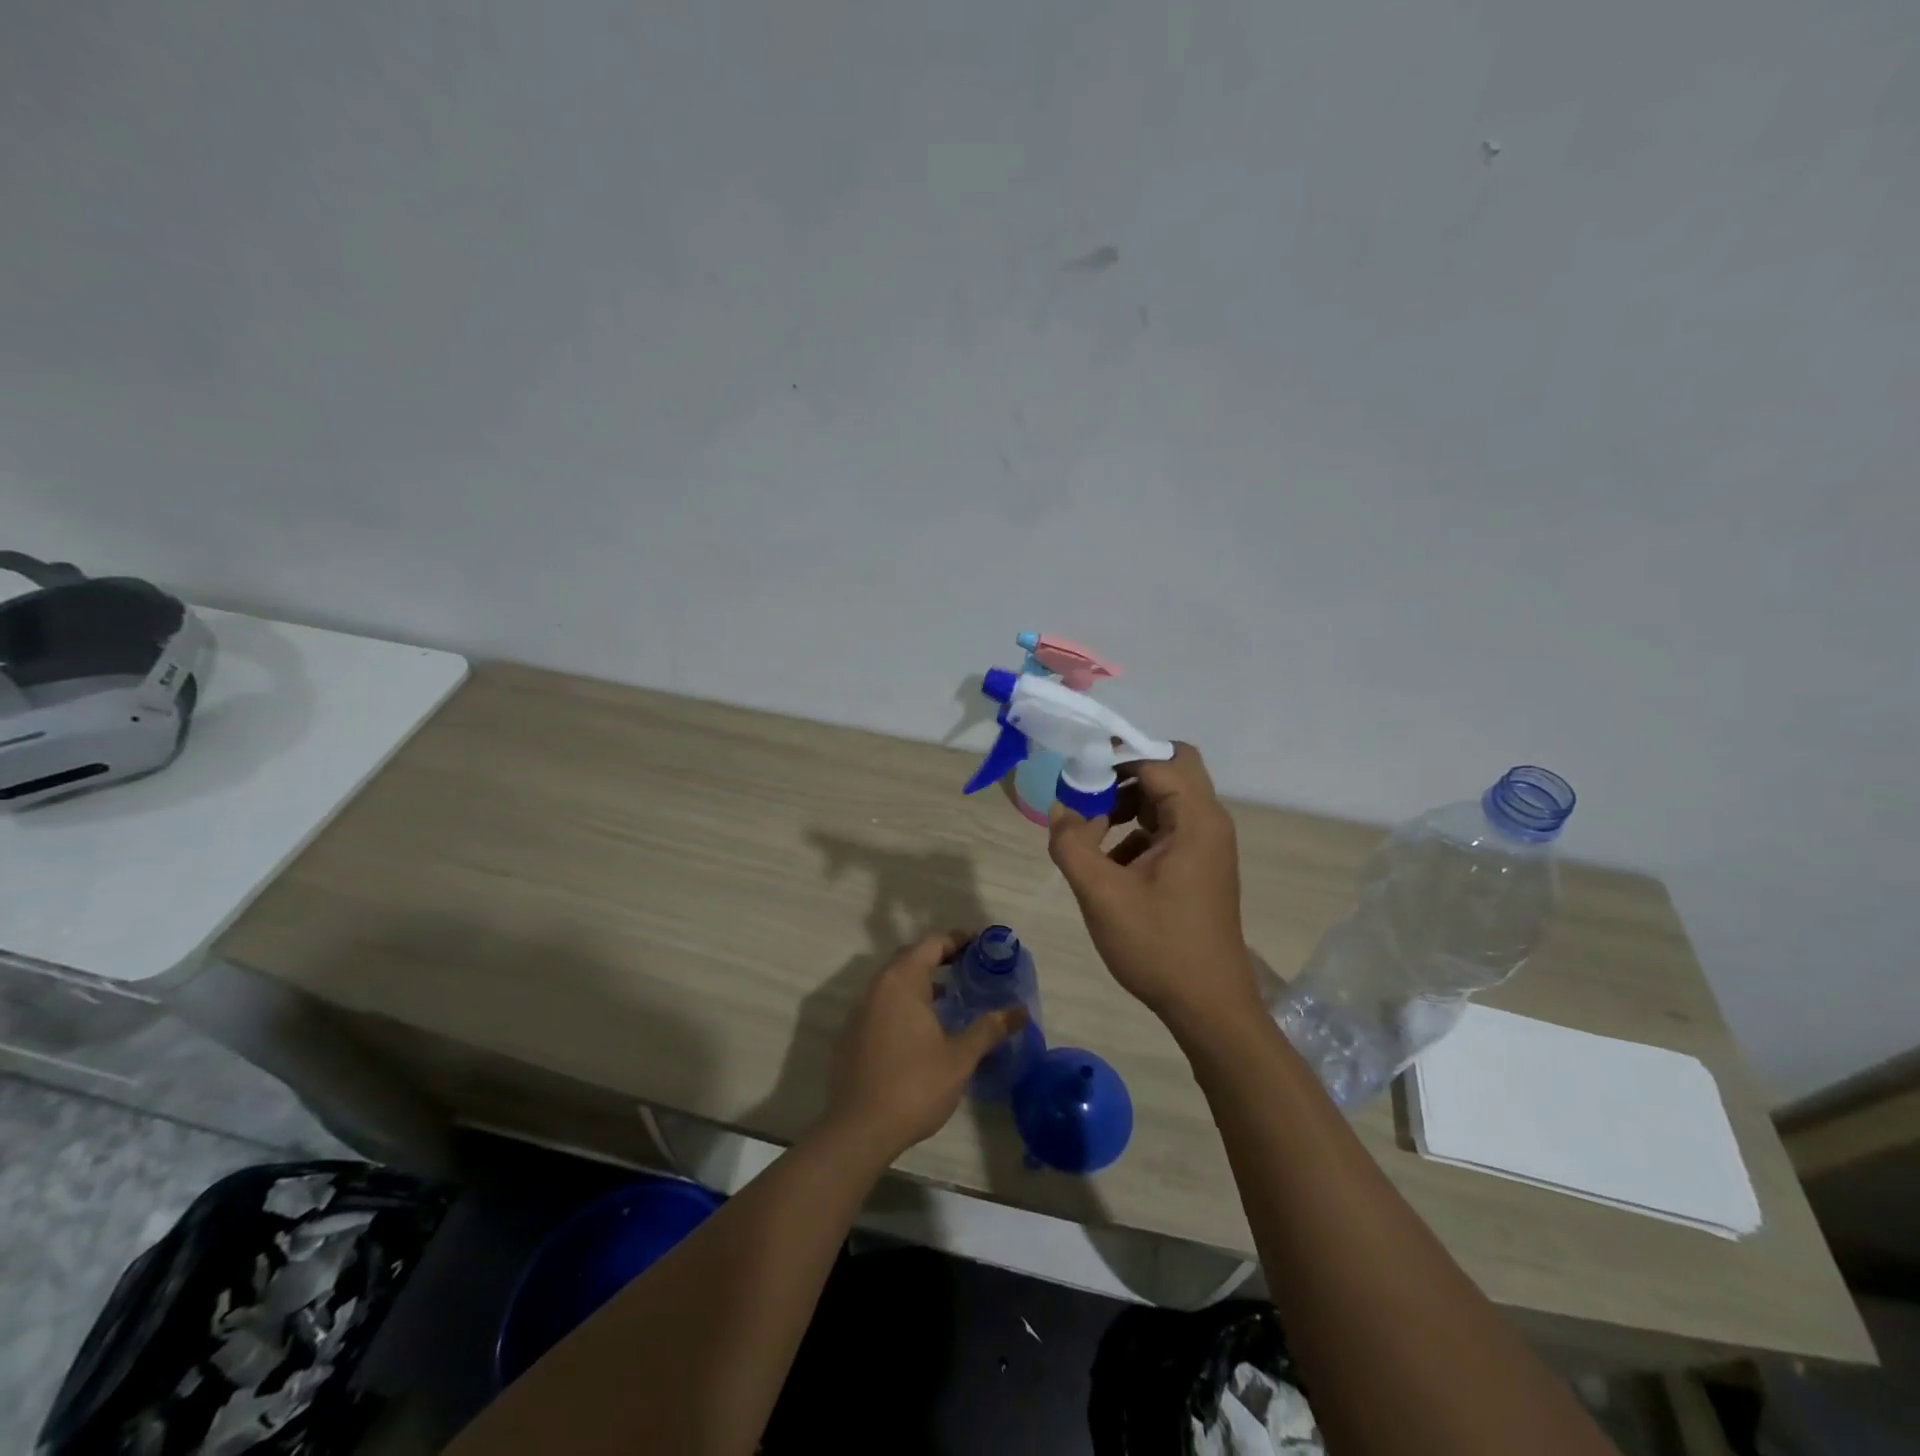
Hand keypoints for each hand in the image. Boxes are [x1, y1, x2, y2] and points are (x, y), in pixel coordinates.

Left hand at [824, 930, 1025, 1158]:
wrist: (858, 1129)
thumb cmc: (914, 1085)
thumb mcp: (959, 1057)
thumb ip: (988, 1029)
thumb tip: (1020, 1011)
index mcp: (902, 981)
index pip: (931, 944)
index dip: (957, 940)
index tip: (981, 945)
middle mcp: (876, 987)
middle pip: (910, 958)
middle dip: (939, 958)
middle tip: (969, 967)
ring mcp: (859, 1011)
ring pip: (894, 983)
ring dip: (921, 983)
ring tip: (950, 999)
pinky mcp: (851, 1035)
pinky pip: (881, 1005)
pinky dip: (904, 1004)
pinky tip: (921, 1030)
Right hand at [1048, 744, 1260, 1032]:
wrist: (1207, 1005)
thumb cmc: (1157, 945)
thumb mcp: (1101, 894)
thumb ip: (1072, 844)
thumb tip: (1061, 809)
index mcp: (1196, 820)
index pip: (1158, 759)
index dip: (1115, 756)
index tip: (1076, 771)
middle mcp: (1208, 822)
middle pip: (1170, 769)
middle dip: (1125, 773)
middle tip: (1088, 792)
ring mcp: (1207, 844)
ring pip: (1166, 798)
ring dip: (1128, 802)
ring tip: (1091, 829)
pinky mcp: (1200, 865)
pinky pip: (1167, 827)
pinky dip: (1136, 830)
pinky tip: (1109, 862)